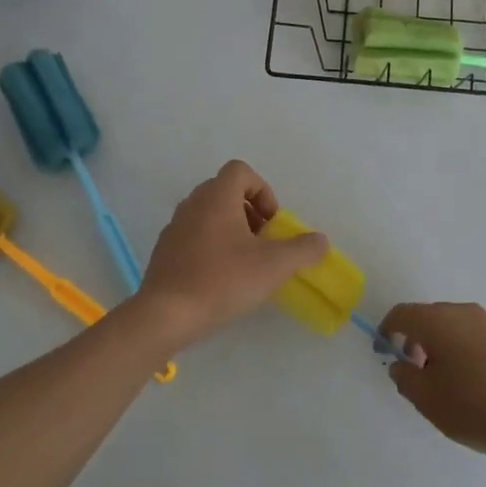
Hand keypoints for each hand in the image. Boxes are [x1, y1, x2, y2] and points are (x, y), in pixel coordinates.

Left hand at [136, 161, 328, 347]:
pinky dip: (211, 247)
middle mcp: (192, 204)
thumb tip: (321, 241)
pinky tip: (220, 279)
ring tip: (244, 263)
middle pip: (225, 192)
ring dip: (231, 231)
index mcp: (216, 196)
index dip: (263, 191)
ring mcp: (174, 227)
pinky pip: (193, 237)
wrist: (166, 315)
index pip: (241, 171)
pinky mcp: (164, 252)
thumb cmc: (223, 280)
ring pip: (209, 215)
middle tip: (263, 243)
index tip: (272, 223)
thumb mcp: (274, 266)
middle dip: (250, 213)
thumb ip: (303, 249)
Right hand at [384, 303, 485, 461]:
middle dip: (415, 339)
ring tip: (445, 382)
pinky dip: (465, 350)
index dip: (387, 330)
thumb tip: (401, 364)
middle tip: (414, 371)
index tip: (384, 352)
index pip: (402, 313)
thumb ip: (406, 378)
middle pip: (429, 317)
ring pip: (455, 326)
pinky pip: (477, 337)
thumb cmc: (478, 408)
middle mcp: (465, 313)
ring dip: (442, 345)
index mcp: (439, 321)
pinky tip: (474, 383)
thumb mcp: (429, 401)